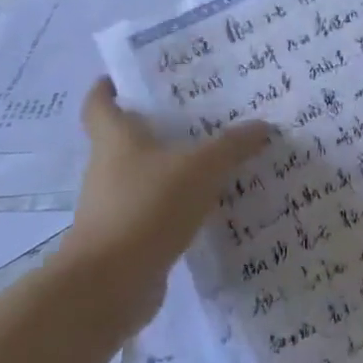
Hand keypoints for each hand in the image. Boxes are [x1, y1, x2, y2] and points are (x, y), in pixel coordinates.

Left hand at [64, 79, 270, 323]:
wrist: (109, 285)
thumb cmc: (147, 207)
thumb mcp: (200, 168)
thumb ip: (232, 146)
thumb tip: (263, 126)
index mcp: (116, 139)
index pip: (99, 103)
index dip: (108, 87)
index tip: (128, 77)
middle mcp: (109, 168)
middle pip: (127, 138)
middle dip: (158, 125)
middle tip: (201, 113)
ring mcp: (115, 205)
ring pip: (146, 175)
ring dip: (173, 167)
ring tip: (217, 158)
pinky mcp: (127, 237)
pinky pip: (157, 210)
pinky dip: (179, 204)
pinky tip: (212, 205)